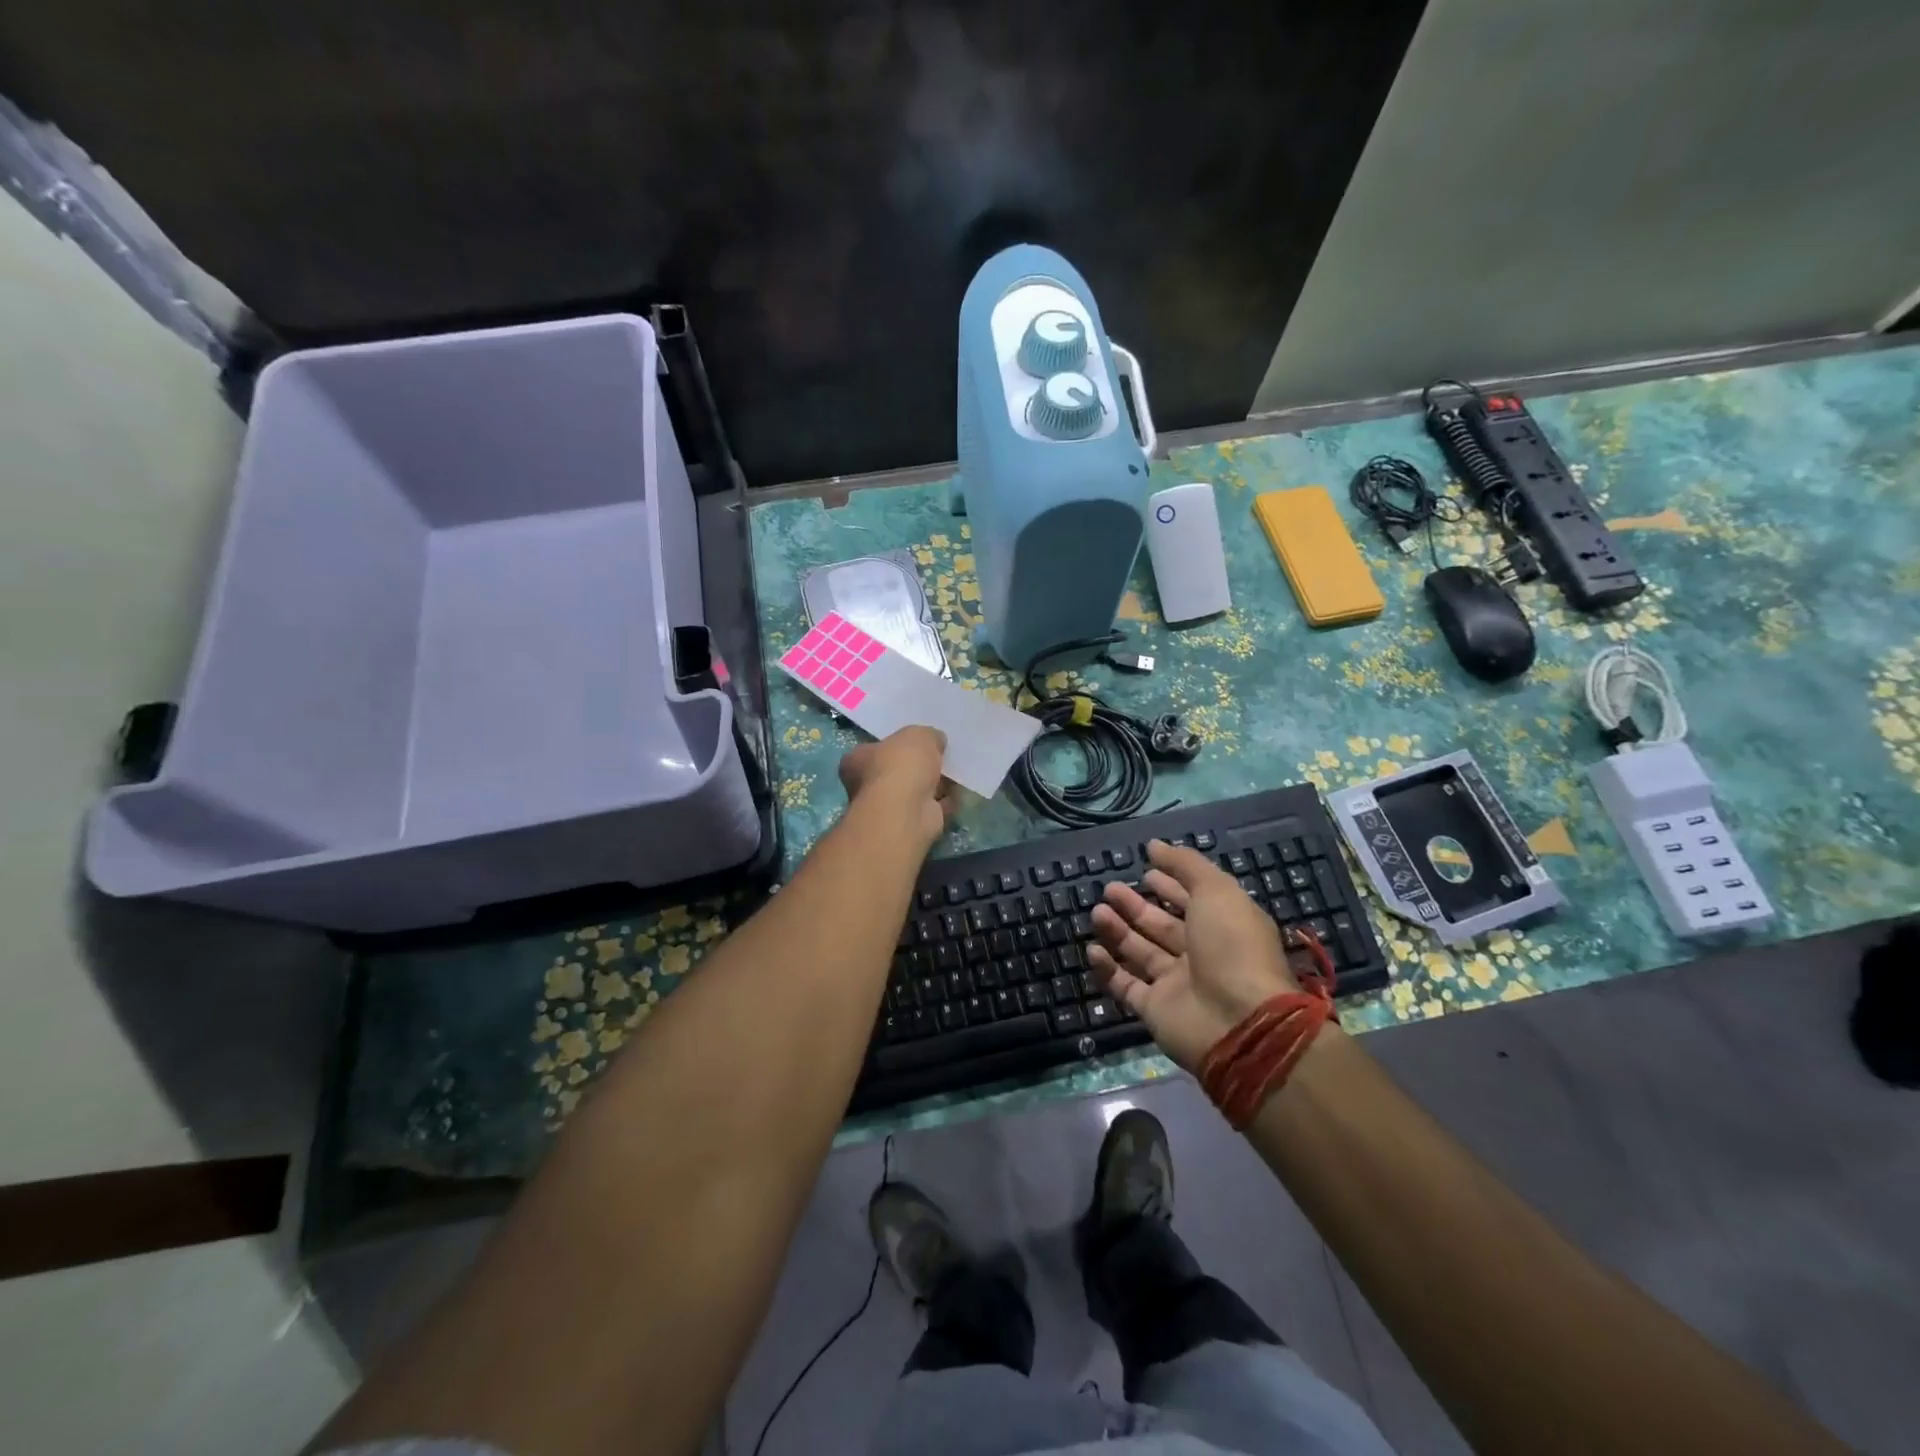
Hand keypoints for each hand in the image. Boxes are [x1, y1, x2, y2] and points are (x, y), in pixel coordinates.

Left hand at [838, 726, 953, 845]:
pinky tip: (961, 792)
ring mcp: (889, 807)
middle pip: (897, 771)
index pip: (874, 748)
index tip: (918, 741)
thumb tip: (936, 741)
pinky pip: (931, 808)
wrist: (907, 811)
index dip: (896, 744)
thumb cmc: (901, 766)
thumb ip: (928, 736)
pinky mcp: (911, 823)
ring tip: (956, 771)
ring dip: (934, 784)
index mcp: (858, 760)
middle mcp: (867, 785)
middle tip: (941, 755)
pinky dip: (945, 802)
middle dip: (918, 766)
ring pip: (915, 791)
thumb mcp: (918, 735)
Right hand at [1088, 840, 1300, 1071]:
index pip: (1191, 900)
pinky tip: (1093, 949)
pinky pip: (1126, 985)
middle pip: (1162, 925)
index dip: (1170, 883)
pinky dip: (1108, 968)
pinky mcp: (1155, 1009)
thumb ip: (1186, 865)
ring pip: (1140, 952)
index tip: (1145, 868)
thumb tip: (1154, 845)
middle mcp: (1200, 954)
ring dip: (1118, 930)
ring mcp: (1177, 984)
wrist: (1238, 1021)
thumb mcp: (1216, 891)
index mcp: (1222, 926)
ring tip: (1097, 911)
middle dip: (1136, 905)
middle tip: (1110, 888)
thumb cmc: (1232, 946)